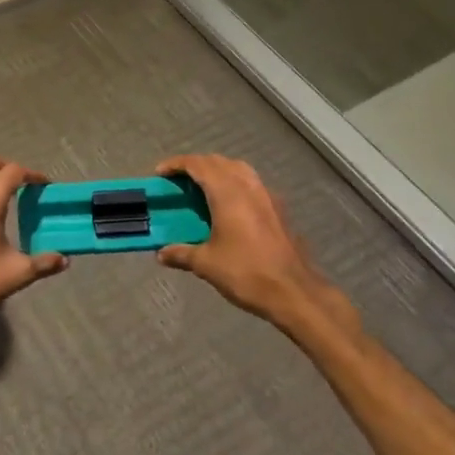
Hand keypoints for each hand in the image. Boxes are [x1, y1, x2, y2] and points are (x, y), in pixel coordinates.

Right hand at [155, 154, 358, 345]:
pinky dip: (234, 184)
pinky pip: (251, 183)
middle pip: (219, 162)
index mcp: (227, 194)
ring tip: (202, 189)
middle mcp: (248, 187)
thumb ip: (181, 253)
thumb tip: (161, 253)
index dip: (177, 164)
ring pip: (239, 169)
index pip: (199, 165)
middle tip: (178, 181)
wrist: (294, 292)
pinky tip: (228, 207)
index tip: (160, 173)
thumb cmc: (246, 273)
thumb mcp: (206, 264)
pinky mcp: (278, 208)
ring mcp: (267, 196)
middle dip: (196, 165)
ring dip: (217, 171)